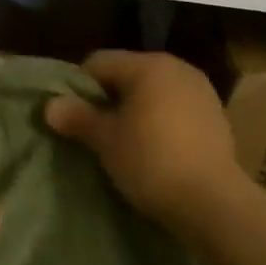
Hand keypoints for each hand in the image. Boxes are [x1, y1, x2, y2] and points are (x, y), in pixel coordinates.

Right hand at [44, 50, 251, 235]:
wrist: (213, 202)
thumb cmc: (151, 161)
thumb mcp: (106, 140)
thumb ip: (78, 117)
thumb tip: (50, 105)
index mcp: (148, 65)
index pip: (99, 62)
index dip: (78, 86)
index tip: (71, 116)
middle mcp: (177, 67)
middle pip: (128, 74)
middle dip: (108, 98)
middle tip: (94, 131)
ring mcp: (201, 90)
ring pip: (153, 92)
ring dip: (135, 110)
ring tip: (123, 142)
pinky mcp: (216, 116)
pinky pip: (175, 108)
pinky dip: (160, 121)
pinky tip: (154, 149)